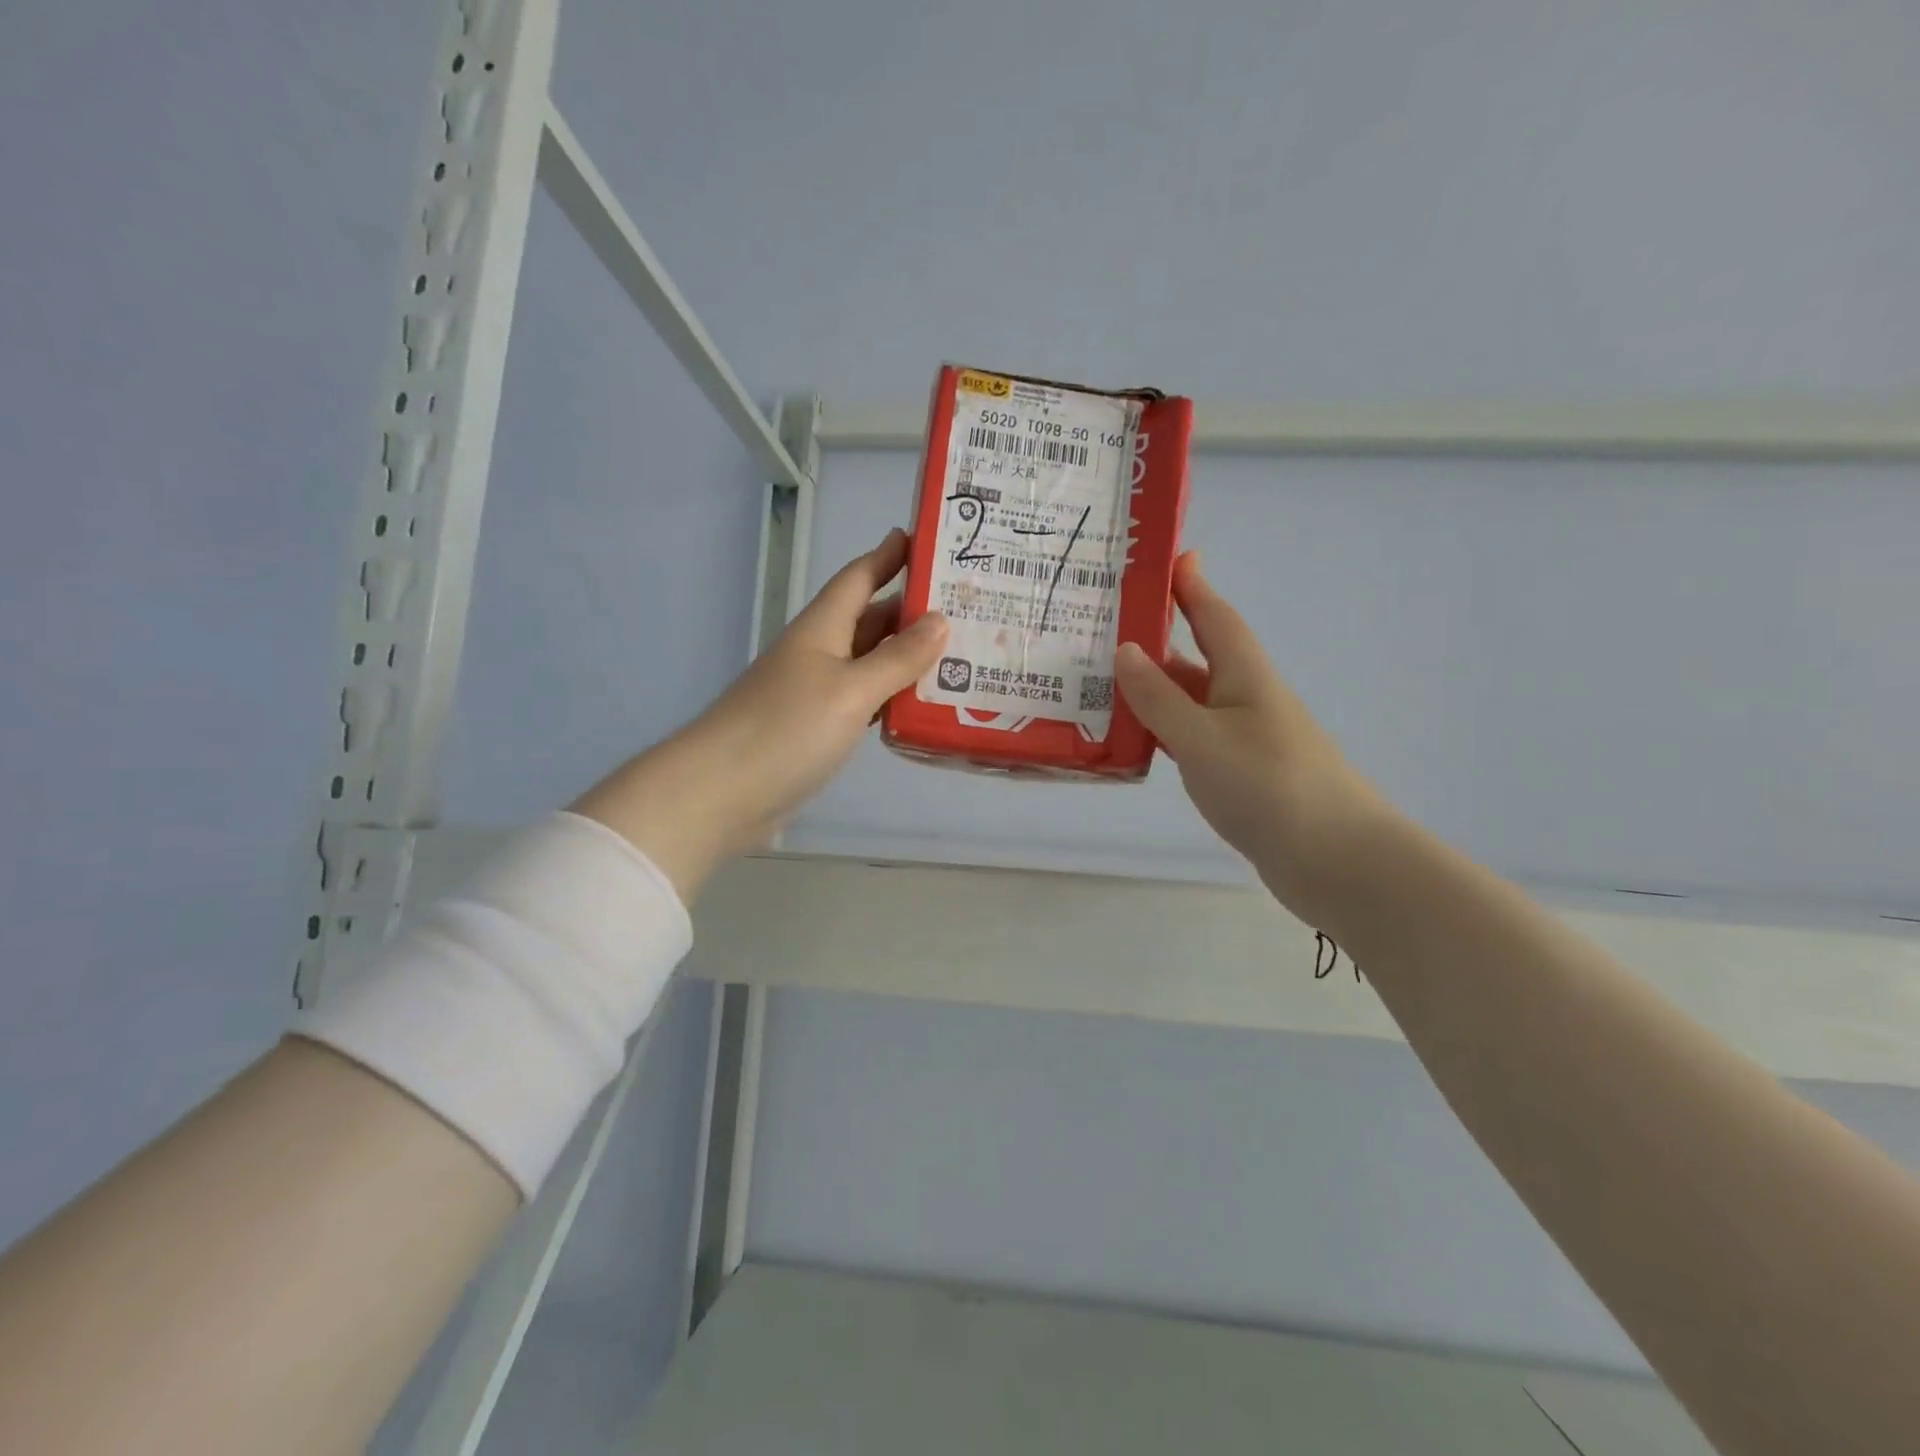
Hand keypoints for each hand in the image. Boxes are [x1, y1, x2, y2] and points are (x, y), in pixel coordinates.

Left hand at [574, 528, 947, 899]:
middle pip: (870, 620)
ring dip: (907, 657)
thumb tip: (940, 620)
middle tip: (966, 607)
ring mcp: (815, 693)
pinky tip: (920, 706)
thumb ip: (897, 658)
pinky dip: (892, 697)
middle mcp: (819, 653)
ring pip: (869, 663)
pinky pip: (863, 701)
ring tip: (958, 655)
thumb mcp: (851, 690)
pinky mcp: (816, 730)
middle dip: (912, 610)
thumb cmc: (786, 730)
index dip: (888, 555)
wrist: (720, 793)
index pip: (859, 578)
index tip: (922, 537)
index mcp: (822, 629)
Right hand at [1114, 553, 1391, 918]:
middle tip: (1105, 627)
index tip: (1165, 557)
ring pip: (1191, 701)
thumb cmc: (1268, 786)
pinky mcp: (1241, 775)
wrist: (1335, 859)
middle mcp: (1246, 698)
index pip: (1213, 615)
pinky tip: (1135, 740)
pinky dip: (1163, 732)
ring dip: (1154, 690)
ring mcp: (1245, 739)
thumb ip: (1160, 697)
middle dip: (1158, 638)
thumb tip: (1125, 649)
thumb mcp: (1202, 738)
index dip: (1190, 585)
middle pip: (1197, 657)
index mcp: (1244, 675)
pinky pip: (1193, 739)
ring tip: (1100, 682)